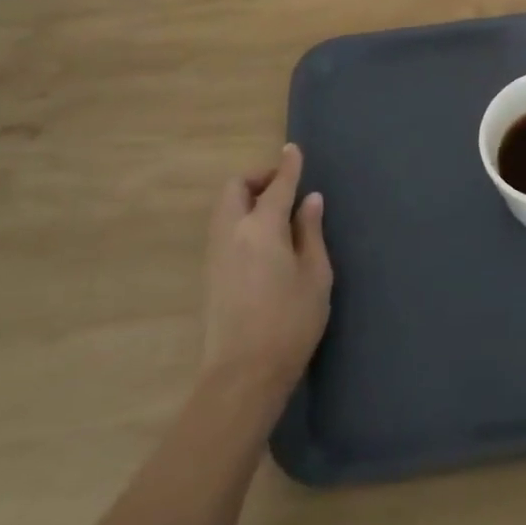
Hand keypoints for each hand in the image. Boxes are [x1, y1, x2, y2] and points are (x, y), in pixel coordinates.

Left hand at [202, 144, 331, 391]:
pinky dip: (241, 219)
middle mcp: (232, 233)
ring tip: (277, 212)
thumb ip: (311, 232)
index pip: (277, 186)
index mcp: (262, 228)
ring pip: (224, 209)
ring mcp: (216, 255)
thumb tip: (310, 201)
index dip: (288, 166)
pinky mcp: (210, 275)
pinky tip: (263, 239)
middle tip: (284, 187)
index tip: (294, 150)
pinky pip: (223, 229)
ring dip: (247, 198)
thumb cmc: (291, 322)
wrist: (242, 374)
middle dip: (258, 179)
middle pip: (235, 189)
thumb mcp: (315, 275)